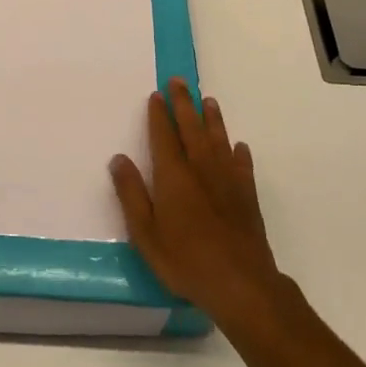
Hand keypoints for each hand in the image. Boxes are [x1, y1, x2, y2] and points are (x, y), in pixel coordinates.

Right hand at [109, 77, 281, 325]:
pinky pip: (241, 166)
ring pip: (218, 140)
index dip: (159, 114)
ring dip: (212, 119)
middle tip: (179, 82)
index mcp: (173, 176)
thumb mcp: (146, 233)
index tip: (156, 94)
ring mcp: (228, 181)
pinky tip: (238, 147)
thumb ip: (132, 194)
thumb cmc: (185, 260)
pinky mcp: (247, 197)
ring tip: (209, 101)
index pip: (164, 136)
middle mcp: (201, 169)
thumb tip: (119, 158)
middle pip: (191, 129)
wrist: (241, 284)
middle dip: (184, 104)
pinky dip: (238, 153)